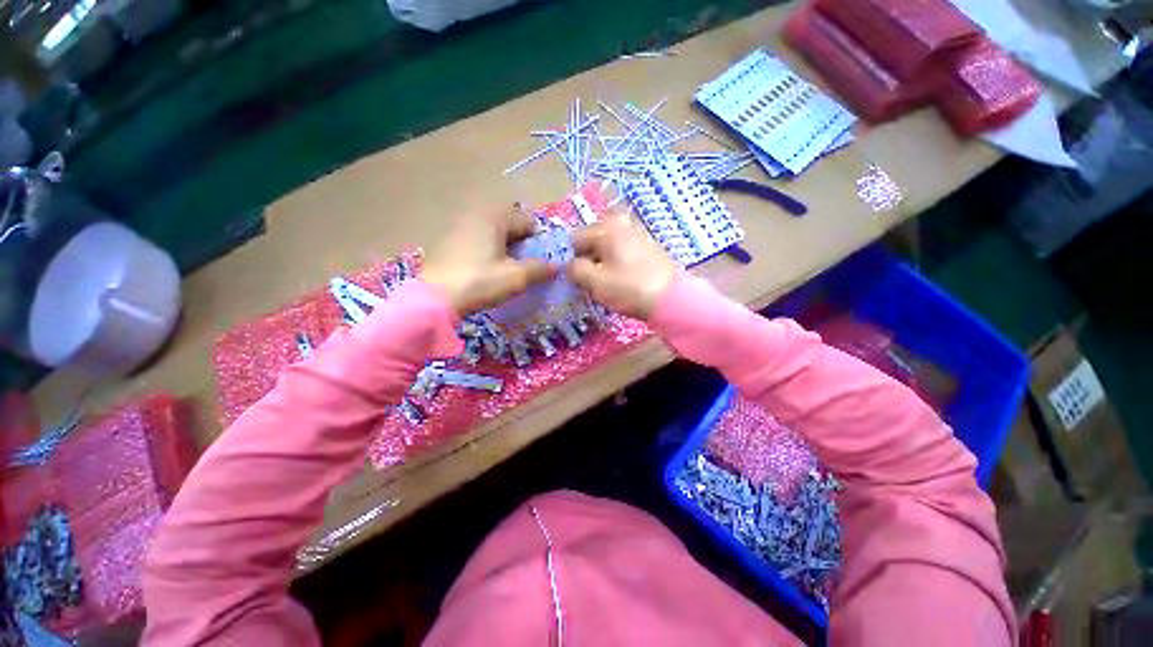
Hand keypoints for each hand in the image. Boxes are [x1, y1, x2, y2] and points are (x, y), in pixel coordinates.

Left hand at [422, 207, 556, 315]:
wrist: (433, 299)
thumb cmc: (479, 282)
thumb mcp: (516, 277)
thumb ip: (540, 269)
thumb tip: (557, 266)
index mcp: (495, 217)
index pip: (528, 221)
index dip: (539, 241)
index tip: (542, 262)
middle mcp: (476, 214)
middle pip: (511, 226)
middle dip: (523, 245)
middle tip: (526, 268)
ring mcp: (460, 226)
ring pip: (495, 234)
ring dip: (507, 249)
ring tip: (508, 272)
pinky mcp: (449, 241)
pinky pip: (479, 241)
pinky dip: (490, 252)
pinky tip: (488, 272)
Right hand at [569, 210, 679, 319]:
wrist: (672, 300)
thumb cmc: (630, 288)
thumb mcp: (594, 281)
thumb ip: (574, 270)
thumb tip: (570, 266)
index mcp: (607, 226)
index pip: (574, 239)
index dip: (571, 261)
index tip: (577, 280)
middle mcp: (622, 223)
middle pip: (591, 243)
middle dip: (587, 263)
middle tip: (592, 284)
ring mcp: (636, 234)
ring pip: (605, 250)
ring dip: (601, 267)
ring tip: (608, 286)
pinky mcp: (646, 248)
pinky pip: (620, 255)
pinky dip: (616, 267)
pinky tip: (621, 283)